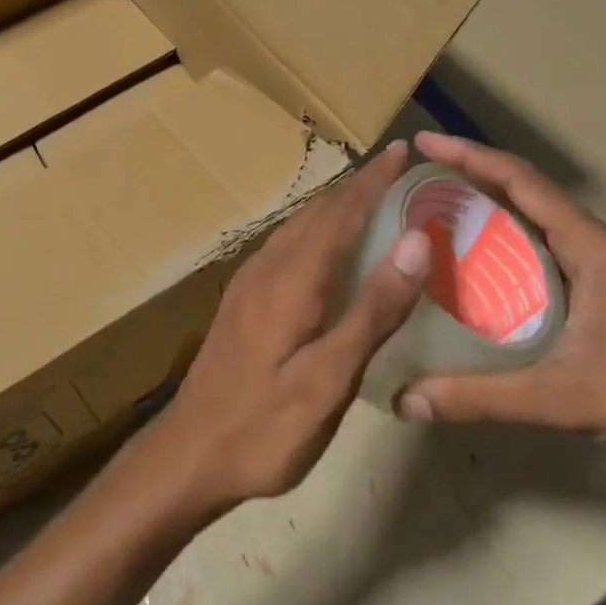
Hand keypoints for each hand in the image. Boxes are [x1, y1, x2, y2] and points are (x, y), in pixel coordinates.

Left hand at [153, 141, 430, 514]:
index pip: (341, 213)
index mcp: (292, 279)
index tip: (403, 150)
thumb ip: (373, 309)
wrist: (189, 454)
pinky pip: (287, 246)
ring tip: (370, 198)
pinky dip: (316, 231)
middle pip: (318, 213)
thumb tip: (416, 240)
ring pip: (299, 227)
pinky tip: (328, 249)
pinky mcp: (242, 301)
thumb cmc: (265, 426)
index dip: (373, 180)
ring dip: (335, 206)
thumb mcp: (330, 378)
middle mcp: (268, 268)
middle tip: (397, 171)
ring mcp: (249, 283)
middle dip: (357, 186)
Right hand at [397, 131, 605, 490]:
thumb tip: (406, 400)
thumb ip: (482, 397)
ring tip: (441, 221)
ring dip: (494, 217)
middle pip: (529, 197)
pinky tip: (485, 277)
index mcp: (594, 249)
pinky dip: (512, 254)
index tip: (424, 144)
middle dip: (474, 181)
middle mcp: (602, 250)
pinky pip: (550, 260)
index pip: (523, 183)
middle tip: (420, 185)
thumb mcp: (565, 397)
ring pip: (540, 229)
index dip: (470, 157)